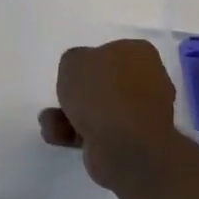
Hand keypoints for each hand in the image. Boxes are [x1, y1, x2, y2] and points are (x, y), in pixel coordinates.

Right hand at [38, 38, 182, 190]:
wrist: (125, 146)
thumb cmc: (102, 92)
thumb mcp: (73, 61)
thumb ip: (74, 61)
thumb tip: (81, 73)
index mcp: (141, 54)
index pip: (112, 52)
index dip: (89, 62)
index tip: (73, 74)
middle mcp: (149, 81)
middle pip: (105, 84)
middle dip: (77, 94)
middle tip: (61, 98)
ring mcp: (144, 115)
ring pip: (101, 110)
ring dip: (70, 116)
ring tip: (49, 122)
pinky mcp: (135, 143)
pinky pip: (102, 133)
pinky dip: (78, 134)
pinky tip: (55, 136)